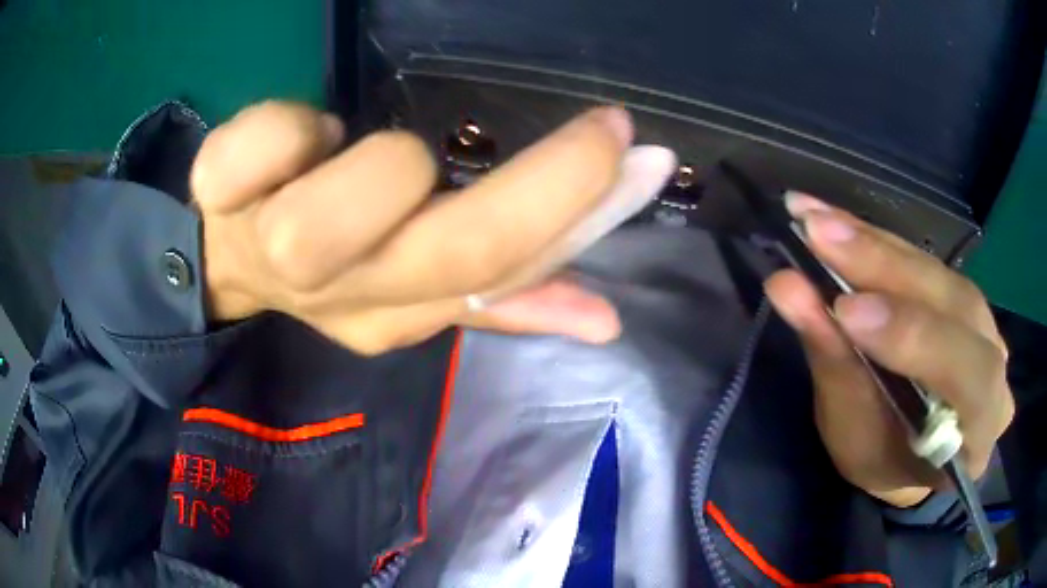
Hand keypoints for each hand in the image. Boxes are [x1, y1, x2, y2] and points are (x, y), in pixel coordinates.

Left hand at [191, 102, 674, 353]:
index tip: (632, 149)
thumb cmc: (324, 263)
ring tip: (352, 150)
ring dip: (378, 162)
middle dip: (542, 182)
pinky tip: (292, 141)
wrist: (223, 263)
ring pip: (353, 198)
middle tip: (597, 129)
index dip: (576, 207)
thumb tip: (607, 319)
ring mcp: (271, 242)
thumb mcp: (411, 291)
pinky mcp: (220, 192)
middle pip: (451, 247)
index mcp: (394, 311)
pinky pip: (262, 142)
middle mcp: (340, 290)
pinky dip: (284, 126)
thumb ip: (504, 298)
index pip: (499, 272)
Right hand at [765, 194, 1013, 507]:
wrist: (913, 454)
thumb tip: (788, 288)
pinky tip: (837, 219)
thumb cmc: (885, 461)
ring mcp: (984, 323)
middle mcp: (995, 366)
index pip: (968, 375)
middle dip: (886, 269)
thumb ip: (836, 364)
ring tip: (817, 220)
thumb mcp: (855, 436)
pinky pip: (925, 260)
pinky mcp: (960, 294)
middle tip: (817, 233)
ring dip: (877, 245)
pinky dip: (879, 239)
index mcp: (979, 429)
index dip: (914, 337)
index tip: (847, 311)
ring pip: (938, 273)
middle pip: (955, 305)